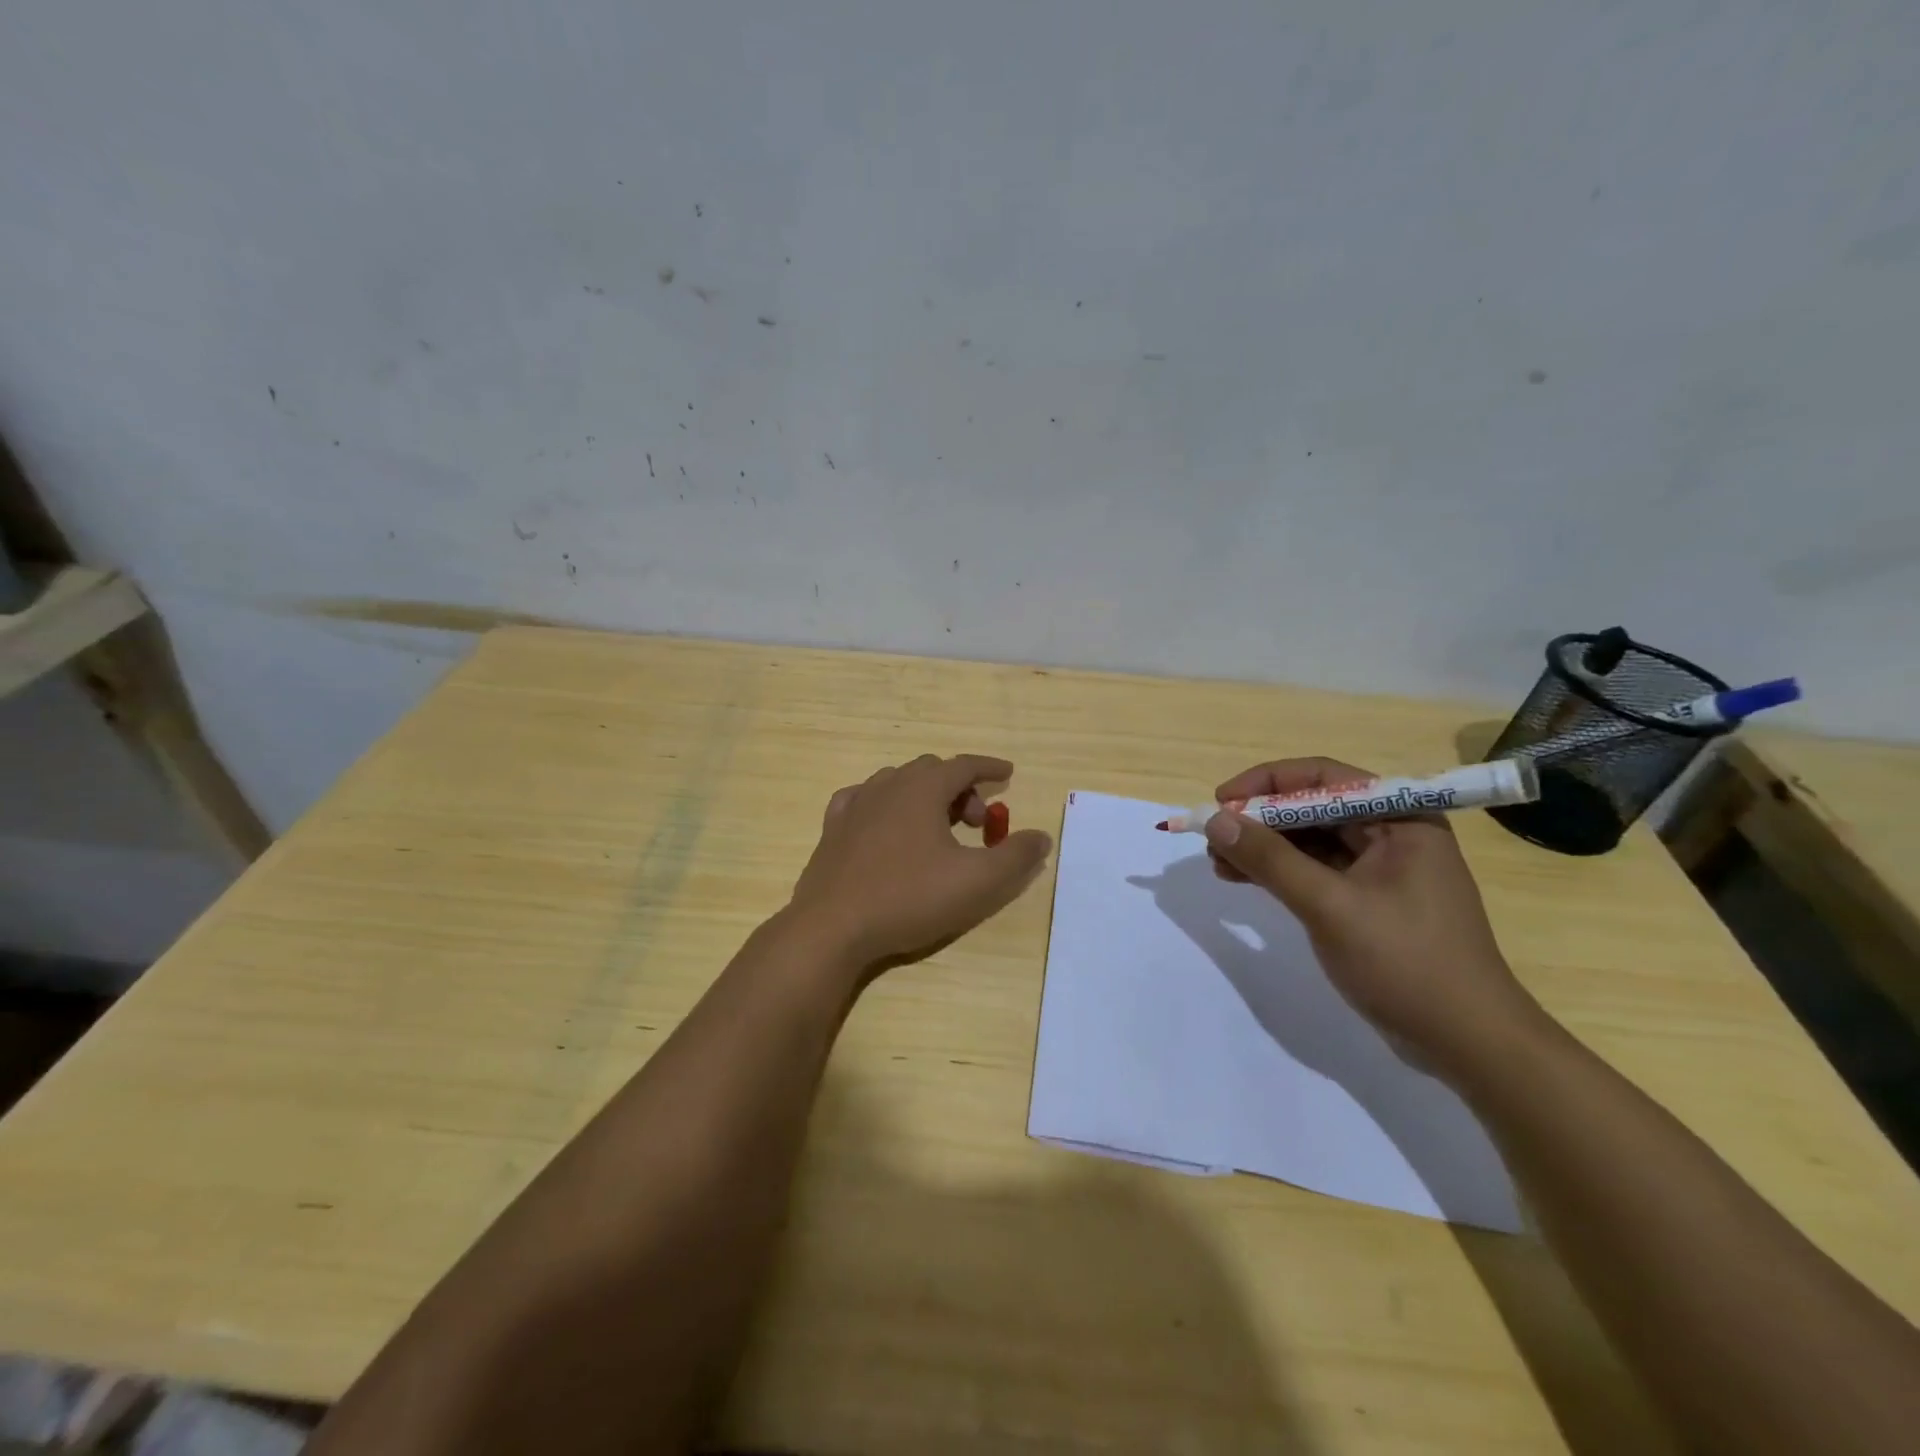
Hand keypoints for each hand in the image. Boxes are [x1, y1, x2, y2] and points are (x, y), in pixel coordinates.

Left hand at [788, 754, 1052, 969]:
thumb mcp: (977, 882)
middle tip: (977, 824)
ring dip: (924, 796)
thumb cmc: (909, 898)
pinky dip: (885, 804)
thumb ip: (1016, 857)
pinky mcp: (832, 829)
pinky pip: (863, 799)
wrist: (833, 928)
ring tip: (937, 828)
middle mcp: (887, 786)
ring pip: (897, 782)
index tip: (1008, 774)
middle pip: (932, 771)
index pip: (963, 765)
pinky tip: (886, 824)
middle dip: (961, 789)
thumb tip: (1041, 837)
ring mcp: (855, 805)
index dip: (989, 768)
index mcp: (922, 789)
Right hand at [1202, 757, 1543, 1074]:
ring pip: (1310, 841)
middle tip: (1214, 839)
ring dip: (1264, 847)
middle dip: (1260, 820)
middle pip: (1313, 807)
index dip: (1265, 783)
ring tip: (1218, 863)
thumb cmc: (1406, 963)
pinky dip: (1279, 873)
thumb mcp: (1329, 906)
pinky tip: (1243, 880)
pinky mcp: (1370, 902)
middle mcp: (1393, 833)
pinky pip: (1316, 871)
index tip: (1220, 802)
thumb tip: (1214, 820)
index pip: (1322, 777)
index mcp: (1400, 818)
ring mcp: (1383, 870)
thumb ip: (1270, 859)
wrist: (1468, 1044)